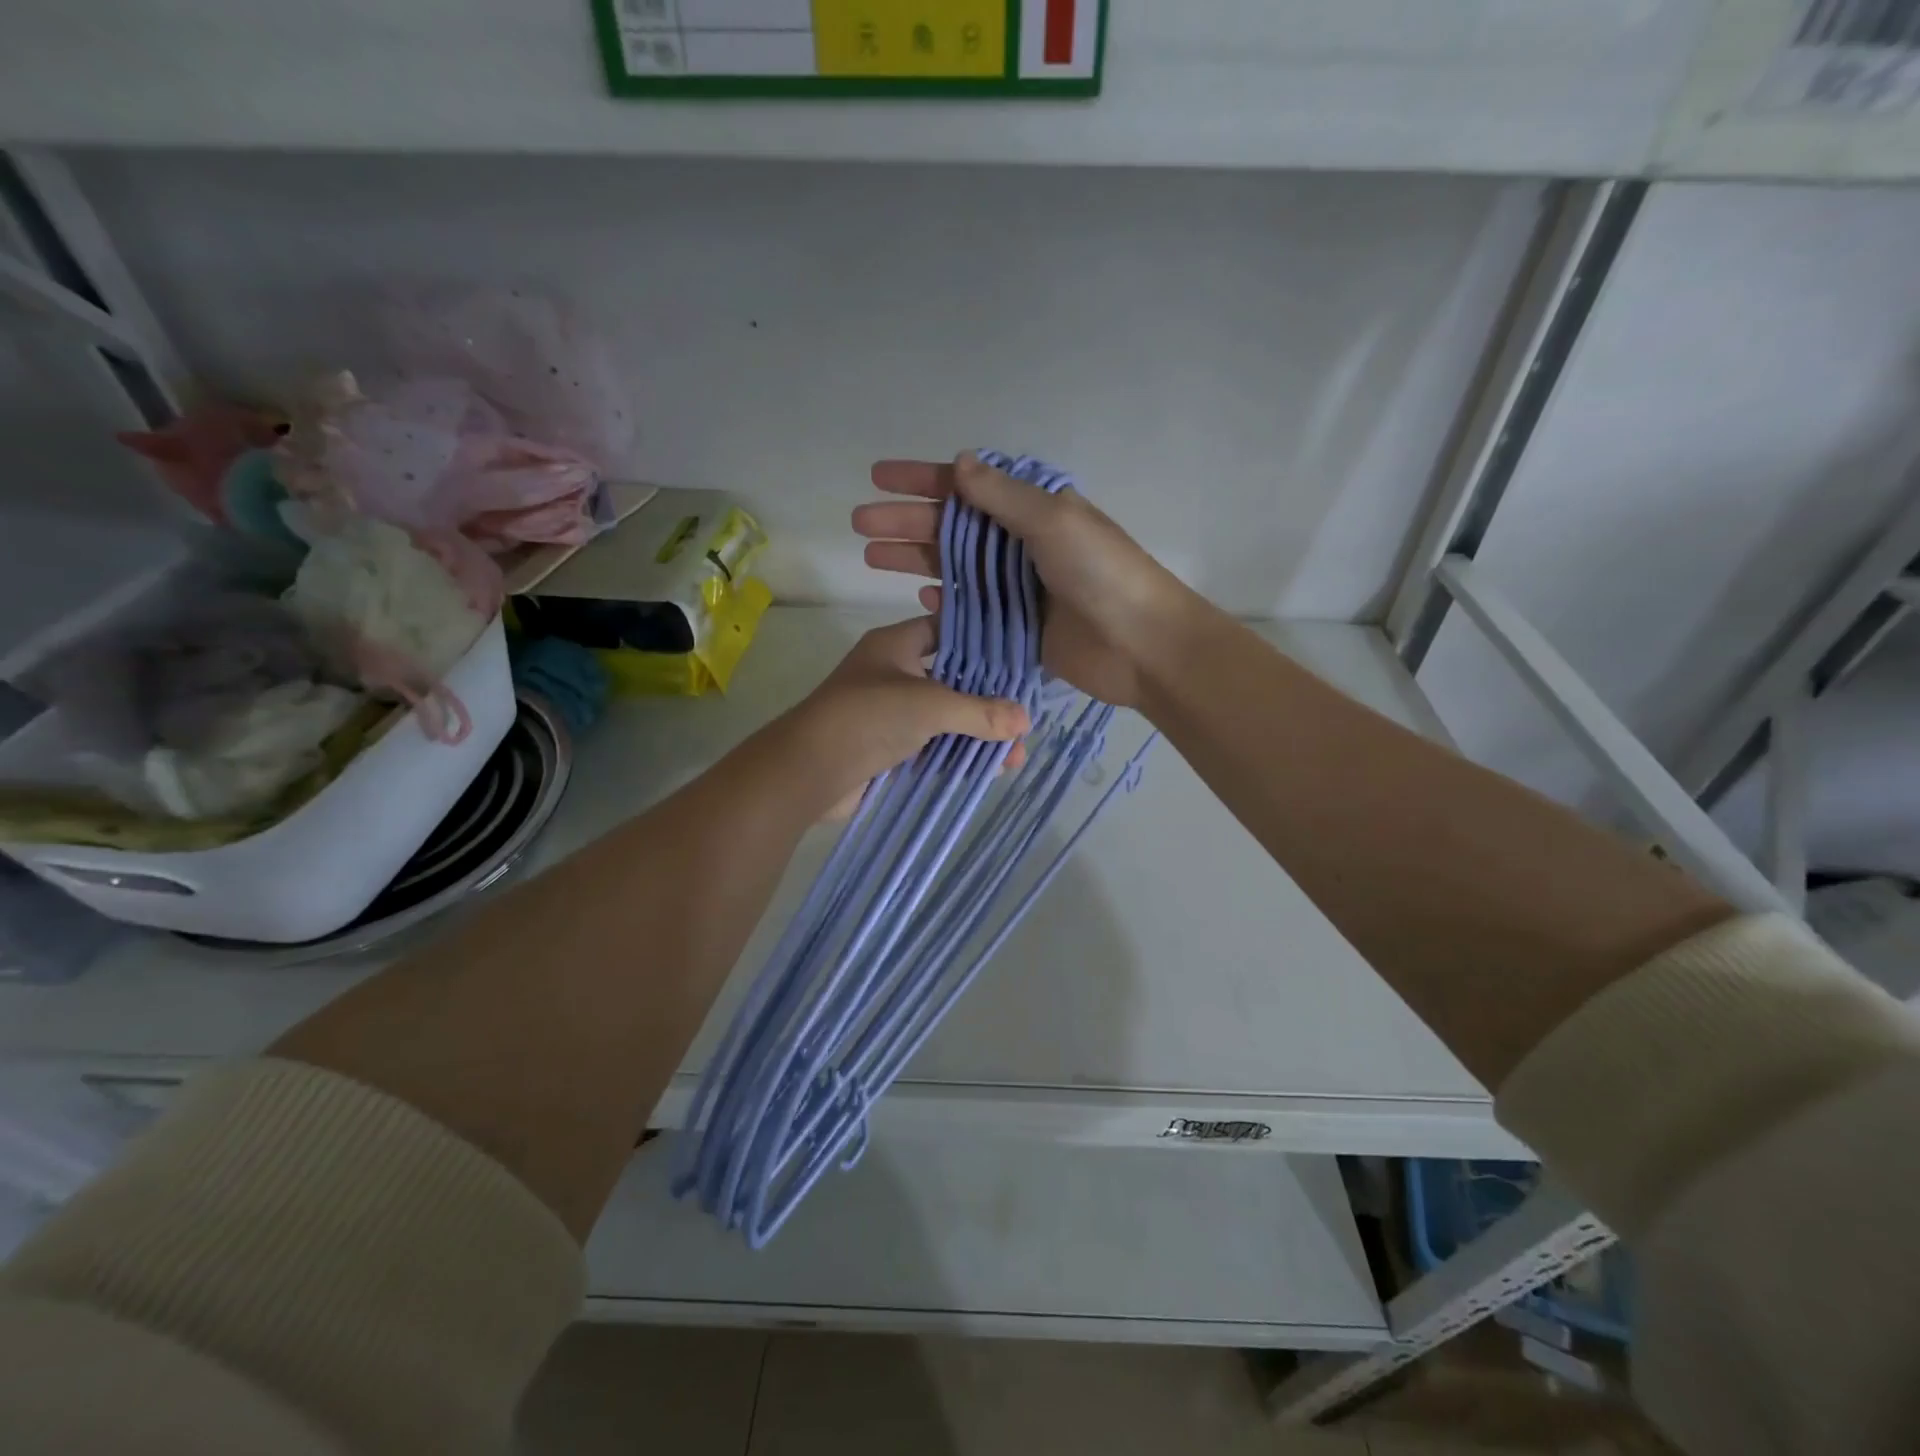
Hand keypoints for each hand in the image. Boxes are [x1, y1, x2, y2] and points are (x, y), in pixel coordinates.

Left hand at [780, 615, 1029, 819]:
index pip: (945, 630)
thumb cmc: (867, 717)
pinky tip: (989, 769)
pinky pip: (932, 747)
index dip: (981, 641)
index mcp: (895, 645)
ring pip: (944, 718)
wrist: (808, 771)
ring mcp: (890, 713)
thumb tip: (1026, 720)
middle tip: (1024, 717)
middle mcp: (893, 674)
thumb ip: (980, 711)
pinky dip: (958, 756)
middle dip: (988, 700)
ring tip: (1015, 754)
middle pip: (951, 679)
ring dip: (977, 734)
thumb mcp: (930, 705)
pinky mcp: (888, 749)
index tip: (1019, 658)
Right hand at [854, 452, 1195, 706]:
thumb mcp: (1052, 520)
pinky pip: (972, 610)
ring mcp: (1018, 588)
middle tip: (859, 524)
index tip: (877, 477)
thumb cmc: (1101, 573)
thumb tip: (959, 463)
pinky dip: (947, 604)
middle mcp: (1021, 544)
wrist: (1141, 644)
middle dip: (905, 522)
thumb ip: (1002, 496)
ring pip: (955, 568)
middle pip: (952, 528)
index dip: (921, 480)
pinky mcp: (1017, 627)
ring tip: (871, 557)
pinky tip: (919, 600)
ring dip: (915, 560)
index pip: (966, 487)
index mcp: (1032, 510)